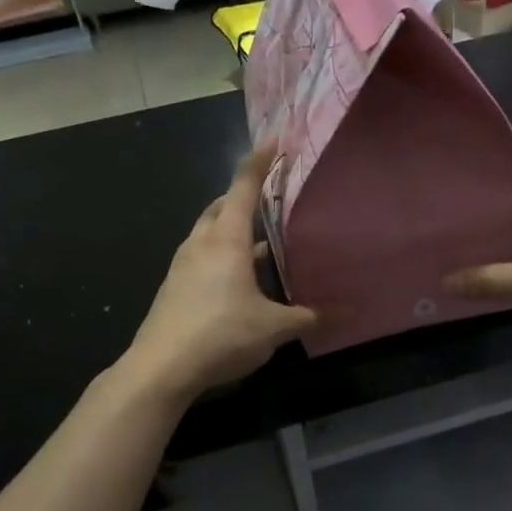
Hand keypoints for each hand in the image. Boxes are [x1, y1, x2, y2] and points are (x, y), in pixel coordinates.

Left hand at [122, 144, 317, 400]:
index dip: (259, 162)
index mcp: (226, 240)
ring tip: (259, 239)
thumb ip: (312, 317)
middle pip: (221, 206)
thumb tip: (351, 313)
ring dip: (231, 228)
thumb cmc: (220, 335)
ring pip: (208, 233)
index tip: (274, 142)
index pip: (242, 187)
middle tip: (268, 197)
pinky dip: (221, 254)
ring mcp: (182, 265)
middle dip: (242, 196)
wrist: (160, 368)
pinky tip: (238, 279)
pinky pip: (201, 257)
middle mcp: (201, 244)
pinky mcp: (174, 287)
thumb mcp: (274, 328)